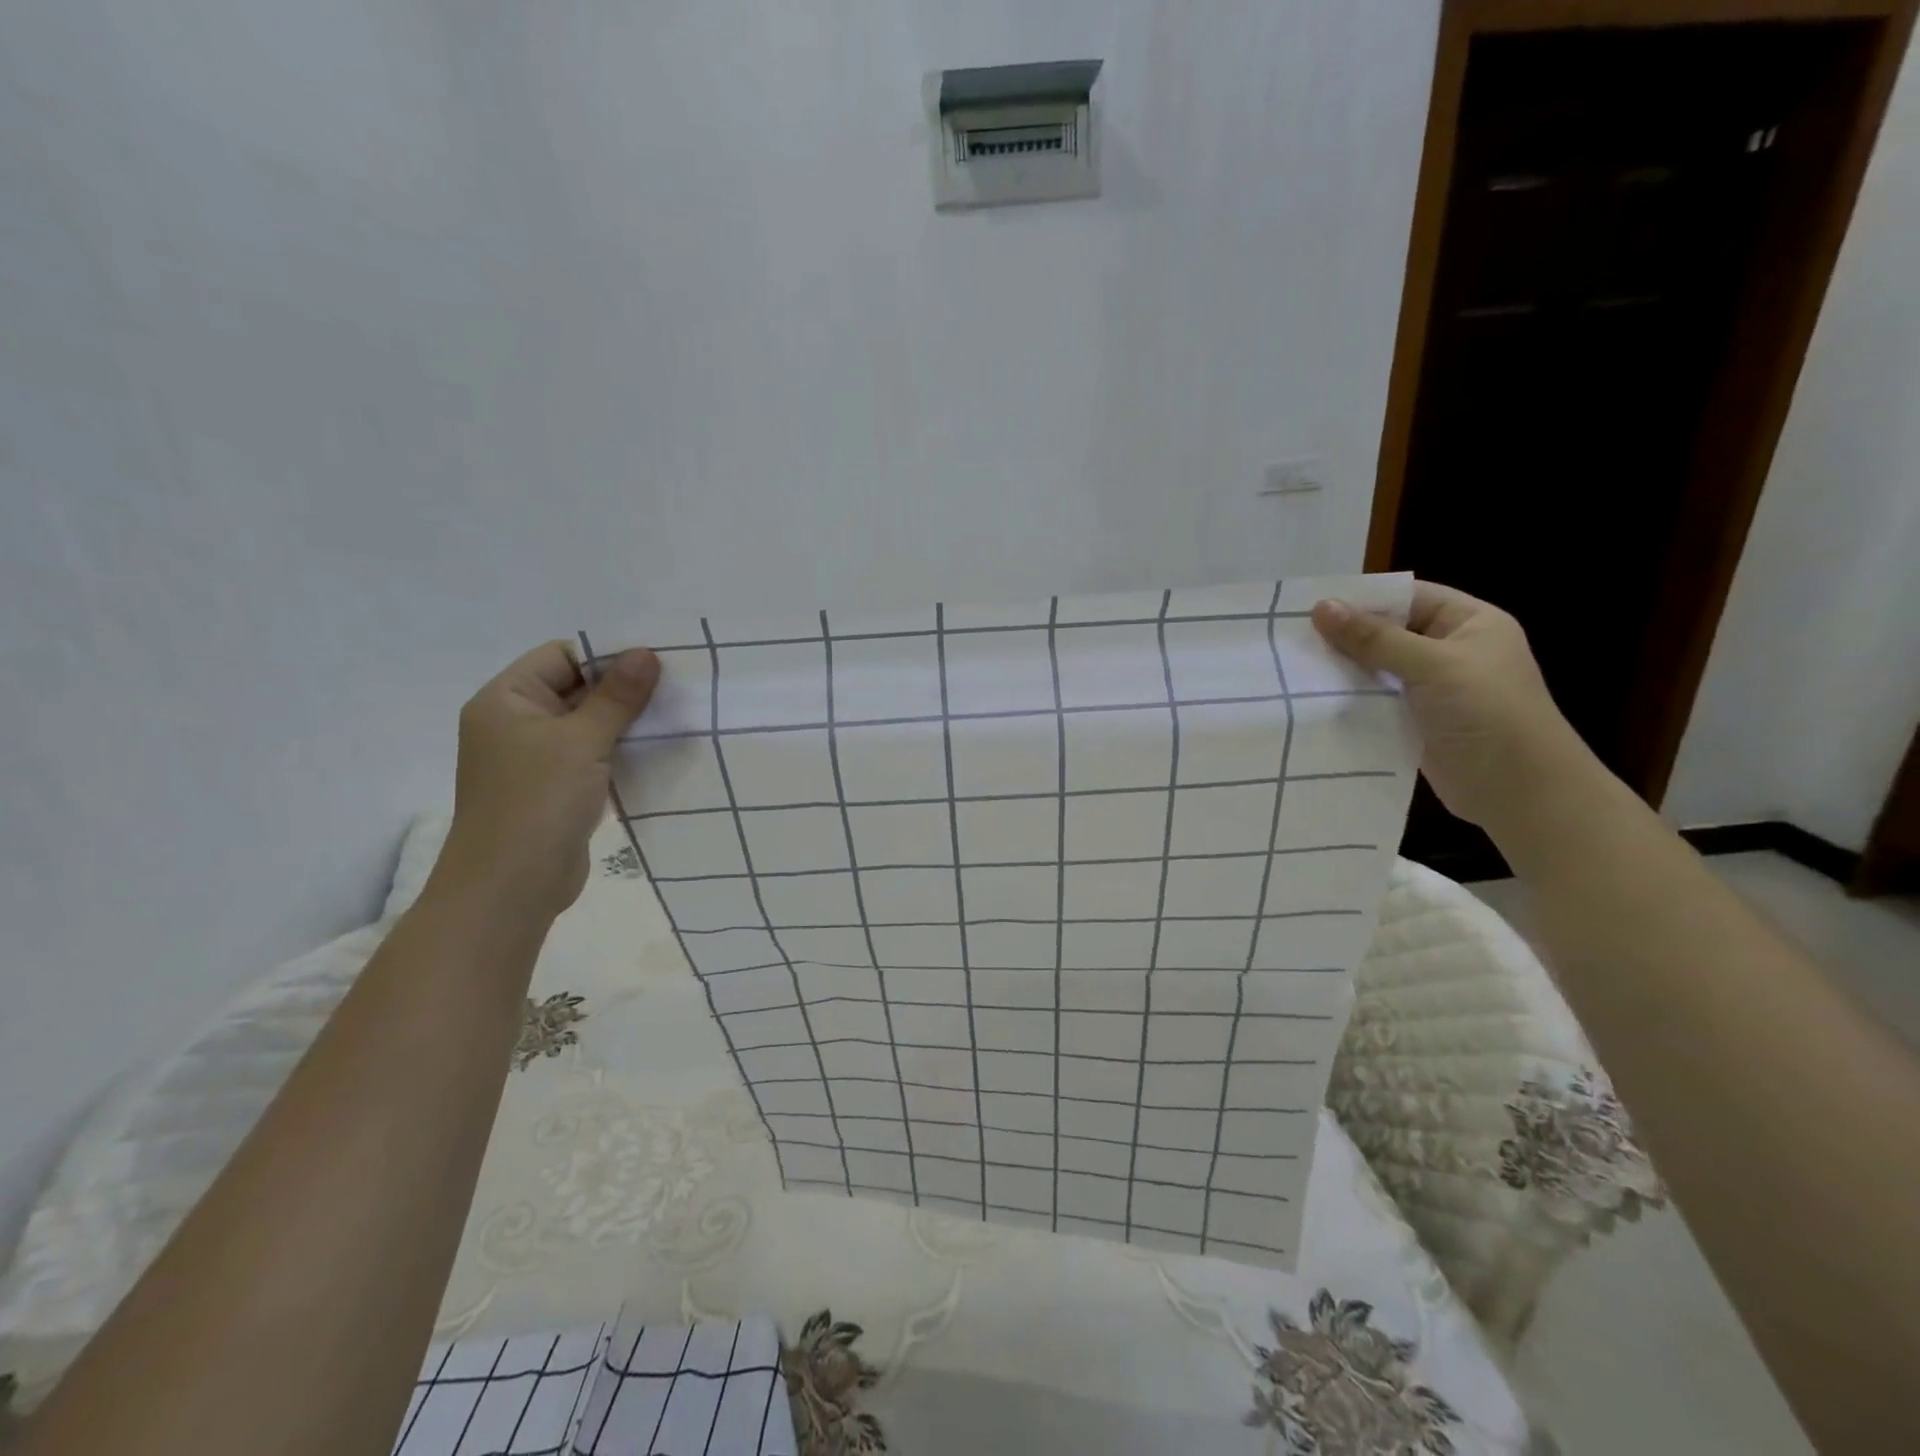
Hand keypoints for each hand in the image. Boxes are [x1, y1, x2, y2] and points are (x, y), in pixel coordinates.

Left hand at [432, 642, 659, 918]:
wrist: (511, 886)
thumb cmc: (538, 802)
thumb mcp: (581, 741)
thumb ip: (616, 697)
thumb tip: (646, 653)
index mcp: (507, 700)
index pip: (562, 657)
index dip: (607, 657)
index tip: (657, 664)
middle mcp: (517, 723)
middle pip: (577, 689)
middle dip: (624, 690)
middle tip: (677, 687)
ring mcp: (536, 759)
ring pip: (589, 725)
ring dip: (627, 723)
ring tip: (676, 716)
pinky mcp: (557, 788)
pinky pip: (593, 756)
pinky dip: (621, 751)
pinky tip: (658, 751)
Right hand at [1312, 582, 1589, 839]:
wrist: (1519, 791)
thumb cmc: (1487, 712)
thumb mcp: (1432, 666)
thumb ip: (1375, 638)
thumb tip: (1321, 607)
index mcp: (1469, 623)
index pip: (1408, 597)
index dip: (1363, 599)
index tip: (1310, 605)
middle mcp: (1451, 651)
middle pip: (1388, 632)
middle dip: (1345, 636)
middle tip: (1291, 637)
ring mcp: (1432, 689)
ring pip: (1377, 669)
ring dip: (1343, 670)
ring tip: (1293, 666)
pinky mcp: (1415, 722)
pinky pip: (1375, 701)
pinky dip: (1349, 699)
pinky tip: (1312, 698)